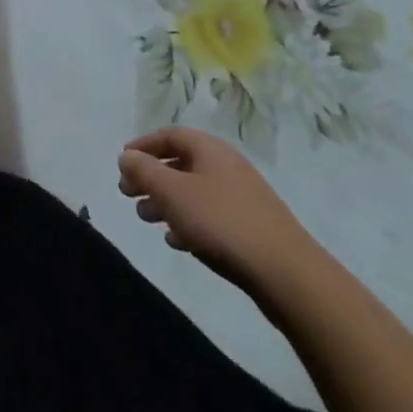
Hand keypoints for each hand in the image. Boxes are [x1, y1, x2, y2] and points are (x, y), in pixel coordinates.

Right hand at [118, 126, 321, 296]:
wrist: (289, 276)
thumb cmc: (222, 223)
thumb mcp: (172, 192)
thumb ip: (143, 170)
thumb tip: (127, 156)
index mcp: (210, 149)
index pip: (169, 135)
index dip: (143, 146)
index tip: (123, 162)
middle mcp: (227, 167)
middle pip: (180, 164)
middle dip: (151, 178)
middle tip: (128, 194)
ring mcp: (243, 198)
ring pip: (194, 192)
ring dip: (167, 202)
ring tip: (147, 219)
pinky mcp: (253, 229)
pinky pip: (211, 216)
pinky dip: (189, 222)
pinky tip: (178, 241)